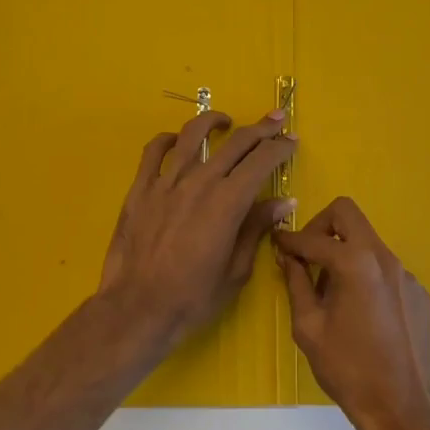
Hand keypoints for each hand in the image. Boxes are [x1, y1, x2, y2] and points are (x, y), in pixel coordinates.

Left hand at [97, 107, 295, 354]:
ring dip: (213, 121)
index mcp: (228, 201)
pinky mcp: (141, 188)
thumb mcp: (236, 270)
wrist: (137, 309)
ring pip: (193, 136)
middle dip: (261, 129)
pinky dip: (168, 139)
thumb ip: (257, 228)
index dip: (280, 147)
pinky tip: (177, 139)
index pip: (261, 161)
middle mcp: (200, 181)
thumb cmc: (193, 297)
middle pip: (235, 143)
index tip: (292, 140)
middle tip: (276, 120)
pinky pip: (154, 151)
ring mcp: (167, 181)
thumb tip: (283, 202)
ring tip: (226, 120)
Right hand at [273, 198, 429, 429]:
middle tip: (309, 255)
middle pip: (348, 214)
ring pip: (368, 243)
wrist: (402, 410)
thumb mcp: (308, 327)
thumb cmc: (348, 370)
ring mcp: (406, 274)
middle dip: (322, 227)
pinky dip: (368, 278)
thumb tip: (288, 257)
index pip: (314, 238)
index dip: (291, 240)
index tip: (278, 243)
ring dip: (346, 255)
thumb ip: (296, 283)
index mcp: (355, 263)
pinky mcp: (420, 293)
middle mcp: (384, 258)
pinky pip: (386, 271)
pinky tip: (363, 314)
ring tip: (333, 295)